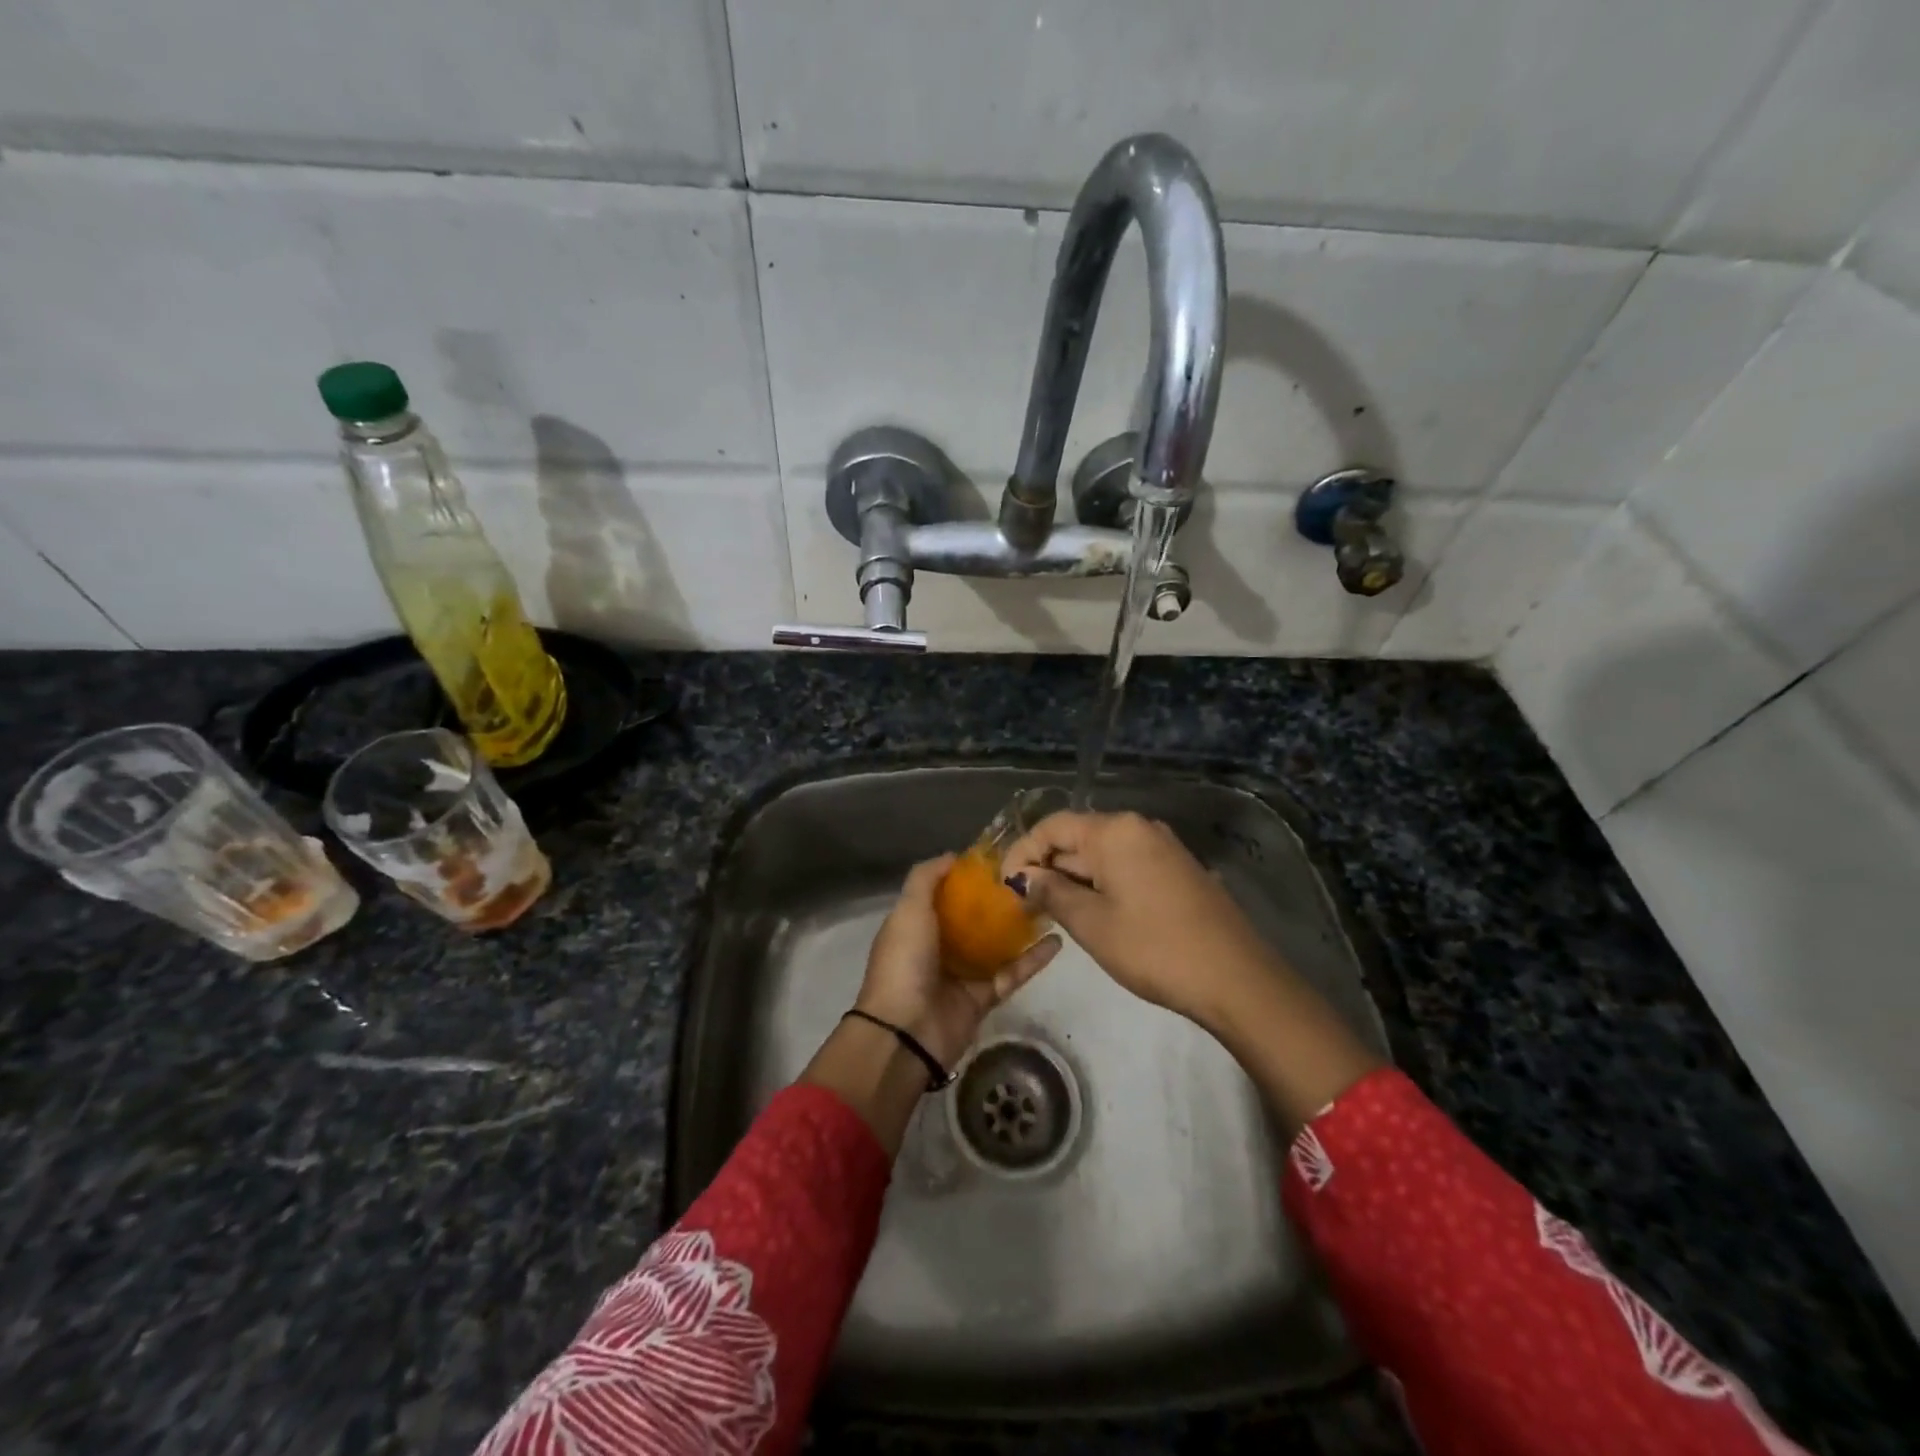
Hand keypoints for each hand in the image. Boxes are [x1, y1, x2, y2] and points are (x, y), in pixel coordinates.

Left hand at [856, 854, 1061, 1071]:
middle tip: (1031, 878)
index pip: (944, 895)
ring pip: (997, 945)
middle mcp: (939, 947)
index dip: (967, 877)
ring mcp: (963, 974)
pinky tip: (1058, 940)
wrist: (906, 1032)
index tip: (997, 860)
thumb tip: (953, 856)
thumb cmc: (904, 962)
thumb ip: (925, 879)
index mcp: (917, 925)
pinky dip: (1033, 959)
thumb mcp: (908, 910)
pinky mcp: (984, 998)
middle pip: (974, 918)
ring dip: (1020, 927)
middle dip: (998, 900)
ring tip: (1049, 903)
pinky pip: (1012, 973)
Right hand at [1000, 811, 1378, 1129]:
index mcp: (1114, 830)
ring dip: (1073, 878)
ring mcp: (1162, 847)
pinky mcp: (1177, 869)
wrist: (1236, 978)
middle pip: (1077, 837)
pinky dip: (1101, 883)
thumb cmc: (1154, 947)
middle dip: (1047, 867)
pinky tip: (1093, 912)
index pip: (1052, 826)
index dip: (1022, 852)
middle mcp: (1138, 827)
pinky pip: (1126, 865)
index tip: (1003, 886)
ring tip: (1051, 912)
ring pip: (1102, 854)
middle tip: (1023, 905)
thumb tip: (1023, 878)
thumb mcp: (1092, 923)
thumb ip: (1051, 893)